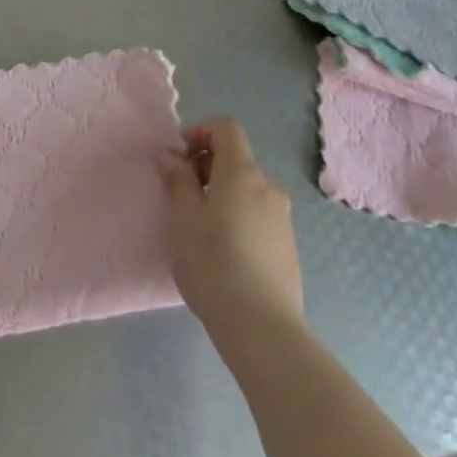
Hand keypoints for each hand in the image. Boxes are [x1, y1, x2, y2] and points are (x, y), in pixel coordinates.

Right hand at [160, 117, 302, 344]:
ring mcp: (282, 220)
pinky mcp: (287, 249)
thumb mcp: (182, 216)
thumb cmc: (213, 262)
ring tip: (199, 231)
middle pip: (235, 160)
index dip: (199, 133)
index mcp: (242, 172)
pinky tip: (223, 256)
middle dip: (205, 169)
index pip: (226, 128)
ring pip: (246, 192)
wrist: (262, 329)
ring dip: (221, 197)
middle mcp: (268, 188)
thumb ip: (176, 178)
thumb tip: (169, 153)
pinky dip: (237, 221)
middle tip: (181, 199)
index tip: (179, 161)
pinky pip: (257, 218)